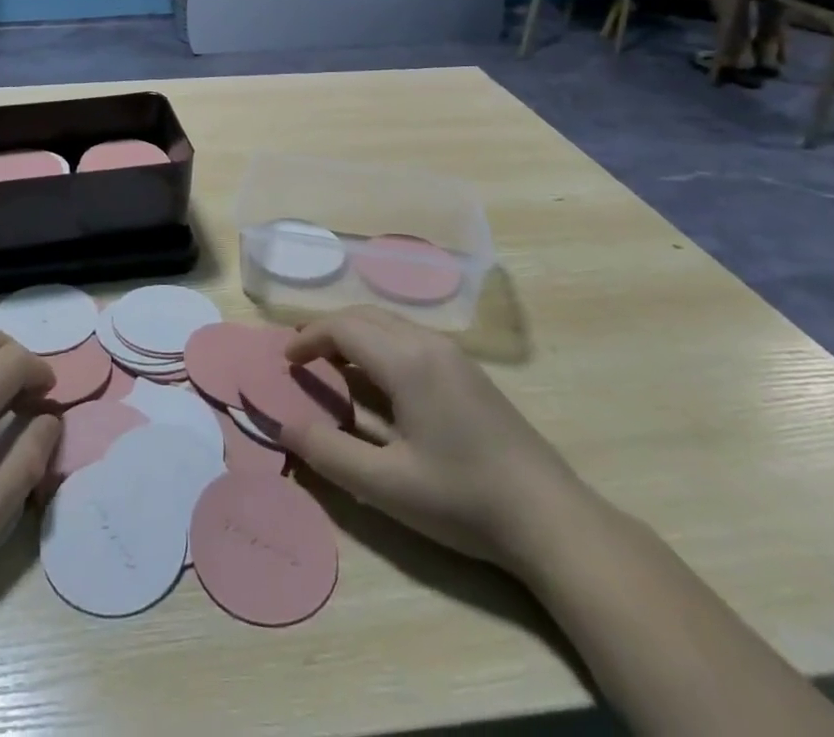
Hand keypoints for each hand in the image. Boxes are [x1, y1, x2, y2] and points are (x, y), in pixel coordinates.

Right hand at [279, 307, 586, 569]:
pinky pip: (410, 337)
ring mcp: (454, 355)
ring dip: (355, 335)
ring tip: (333, 366)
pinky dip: (380, 344)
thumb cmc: (463, 499)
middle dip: (328, 330)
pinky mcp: (469, 371)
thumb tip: (283, 425)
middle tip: (303, 359)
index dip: (309, 338)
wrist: (550, 519)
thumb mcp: (386, 486)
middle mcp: (429, 344)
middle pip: (366, 315)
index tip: (286, 361)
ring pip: (390, 323)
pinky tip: (380, 381)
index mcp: (407, 361)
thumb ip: (329, 452)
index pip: (344, 327)